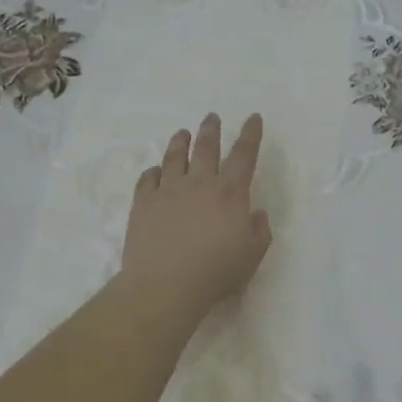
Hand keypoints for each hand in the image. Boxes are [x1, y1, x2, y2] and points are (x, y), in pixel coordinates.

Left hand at [120, 113, 271, 318]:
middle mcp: (199, 183)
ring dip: (180, 142)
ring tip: (182, 133)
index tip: (253, 118)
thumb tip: (256, 213)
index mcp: (229, 193)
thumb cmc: (215, 272)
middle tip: (211, 117)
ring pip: (174, 157)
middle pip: (206, 148)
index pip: (244, 155)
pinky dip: (153, 172)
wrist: (165, 285)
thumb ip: (259, 231)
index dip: (250, 134)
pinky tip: (154, 171)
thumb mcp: (251, 256)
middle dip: (211, 130)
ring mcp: (168, 191)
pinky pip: (147, 179)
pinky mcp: (143, 203)